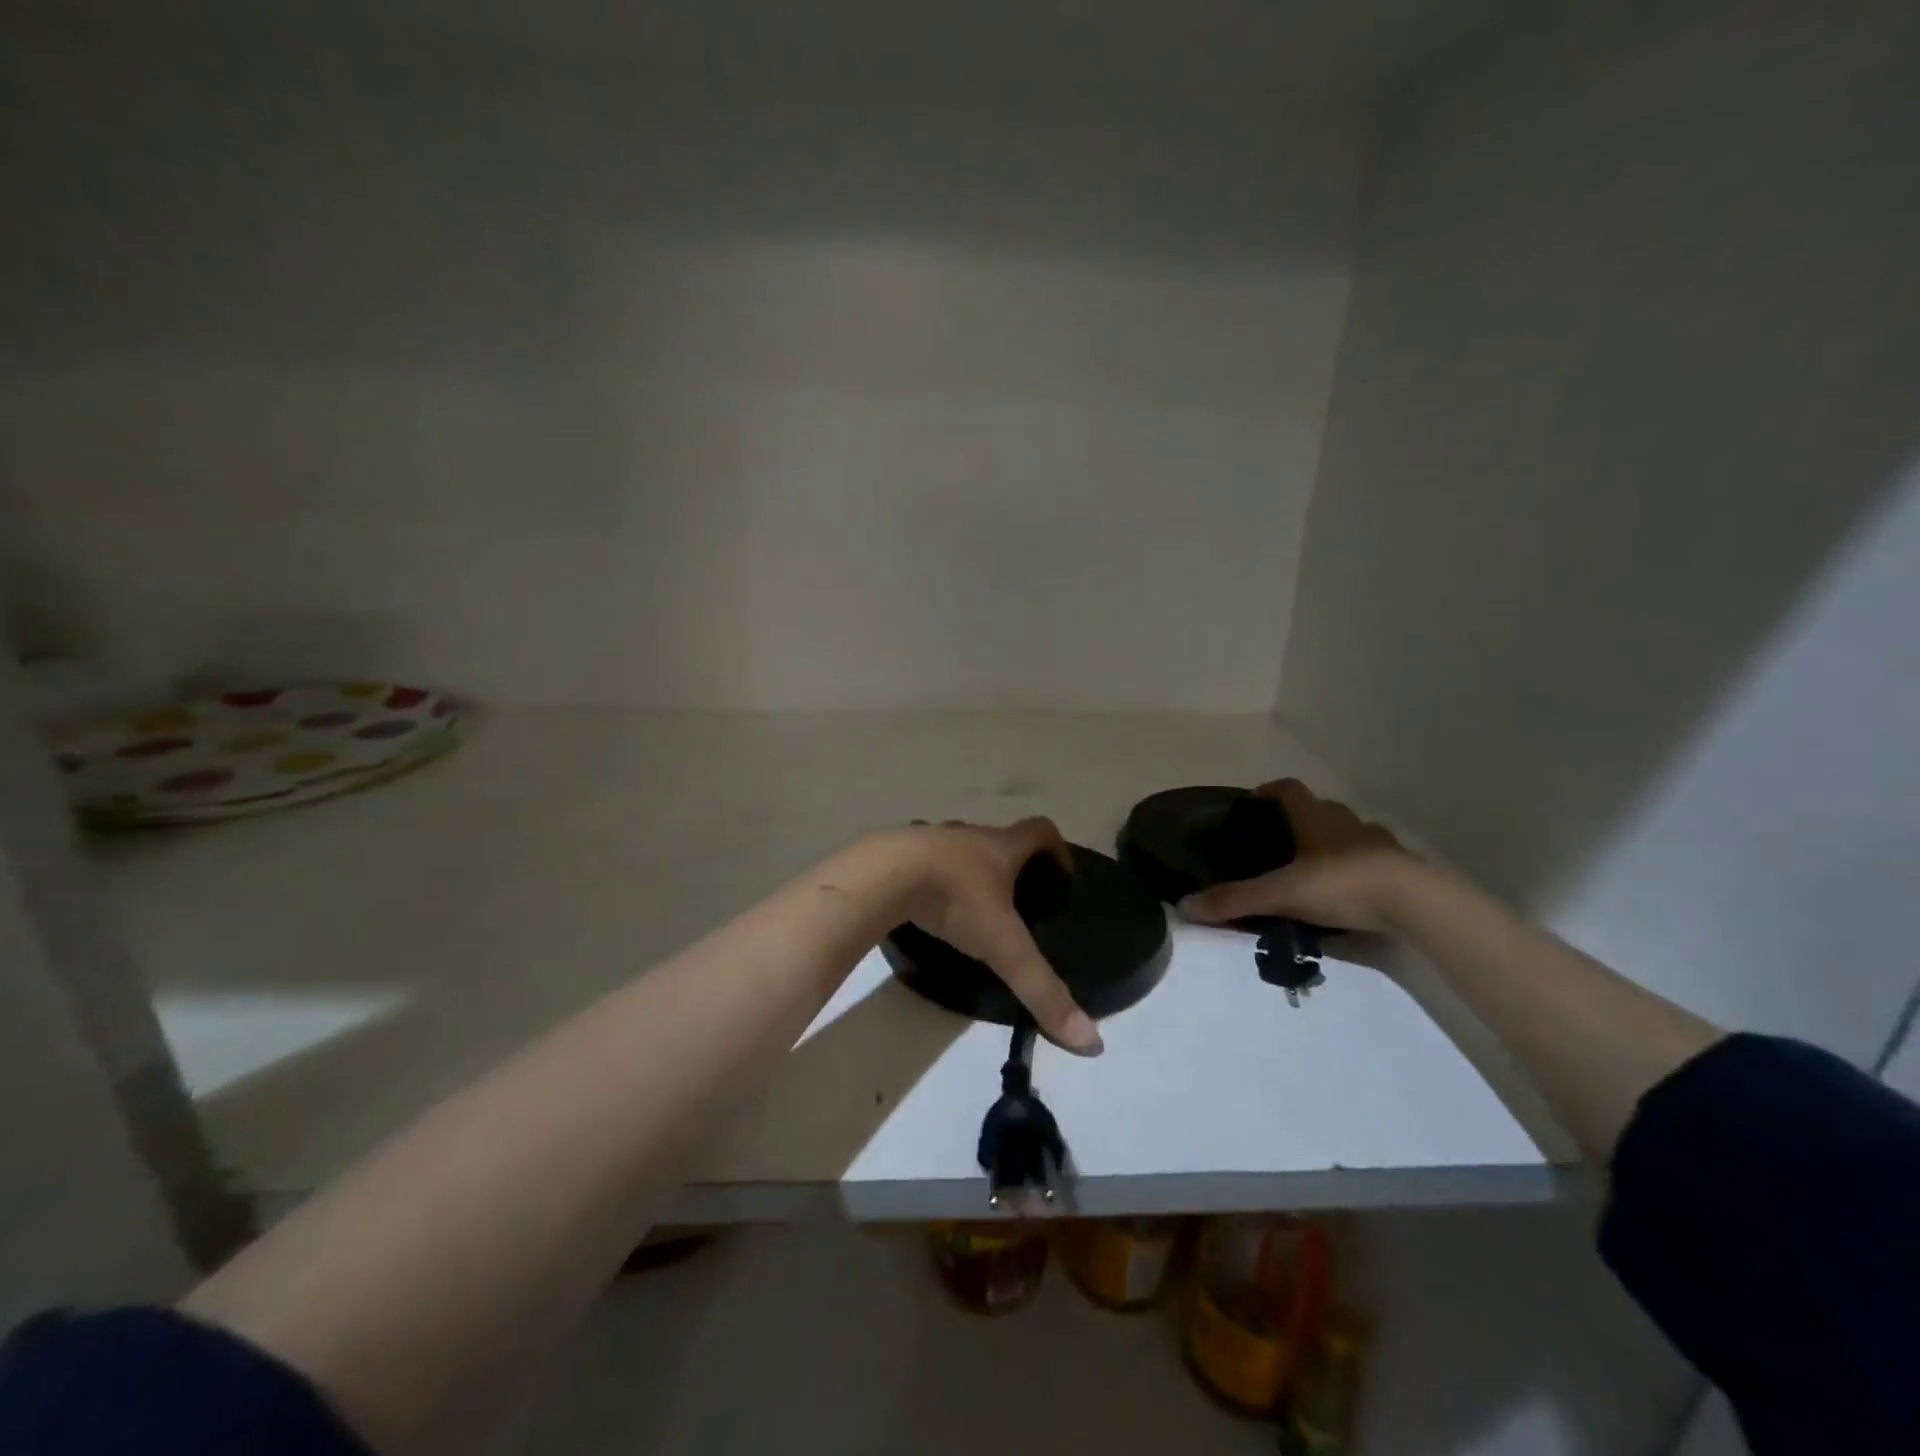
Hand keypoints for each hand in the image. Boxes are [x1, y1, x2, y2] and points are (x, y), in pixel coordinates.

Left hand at [892, 817, 1102, 1054]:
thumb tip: (1091, 1041)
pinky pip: (921, 858)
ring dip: (967, 870)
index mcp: (999, 847)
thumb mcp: (1002, 947)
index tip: (1061, 877)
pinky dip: (929, 876)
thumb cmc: (953, 899)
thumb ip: (1042, 990)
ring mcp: (929, 838)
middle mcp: (968, 834)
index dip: (1057, 850)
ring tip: (969, 907)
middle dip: (1011, 866)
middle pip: (998, 839)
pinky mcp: (896, 851)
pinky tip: (923, 905)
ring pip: (957, 848)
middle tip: (1016, 903)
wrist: (881, 875)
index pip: (1040, 831)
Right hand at [1179, 779, 1413, 933]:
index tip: (1252, 802)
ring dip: (1331, 842)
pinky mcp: (1400, 868)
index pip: (1288, 789)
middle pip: (1319, 809)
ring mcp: (1378, 843)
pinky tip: (1348, 891)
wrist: (1417, 903)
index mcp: (1316, 818)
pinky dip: (1357, 867)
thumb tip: (1185, 905)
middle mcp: (1346, 822)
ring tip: (1313, 868)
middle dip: (1300, 819)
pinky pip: (1371, 859)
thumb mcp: (1282, 894)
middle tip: (1279, 841)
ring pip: (1348, 833)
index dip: (1268, 791)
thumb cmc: (1343, 884)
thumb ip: (1236, 899)